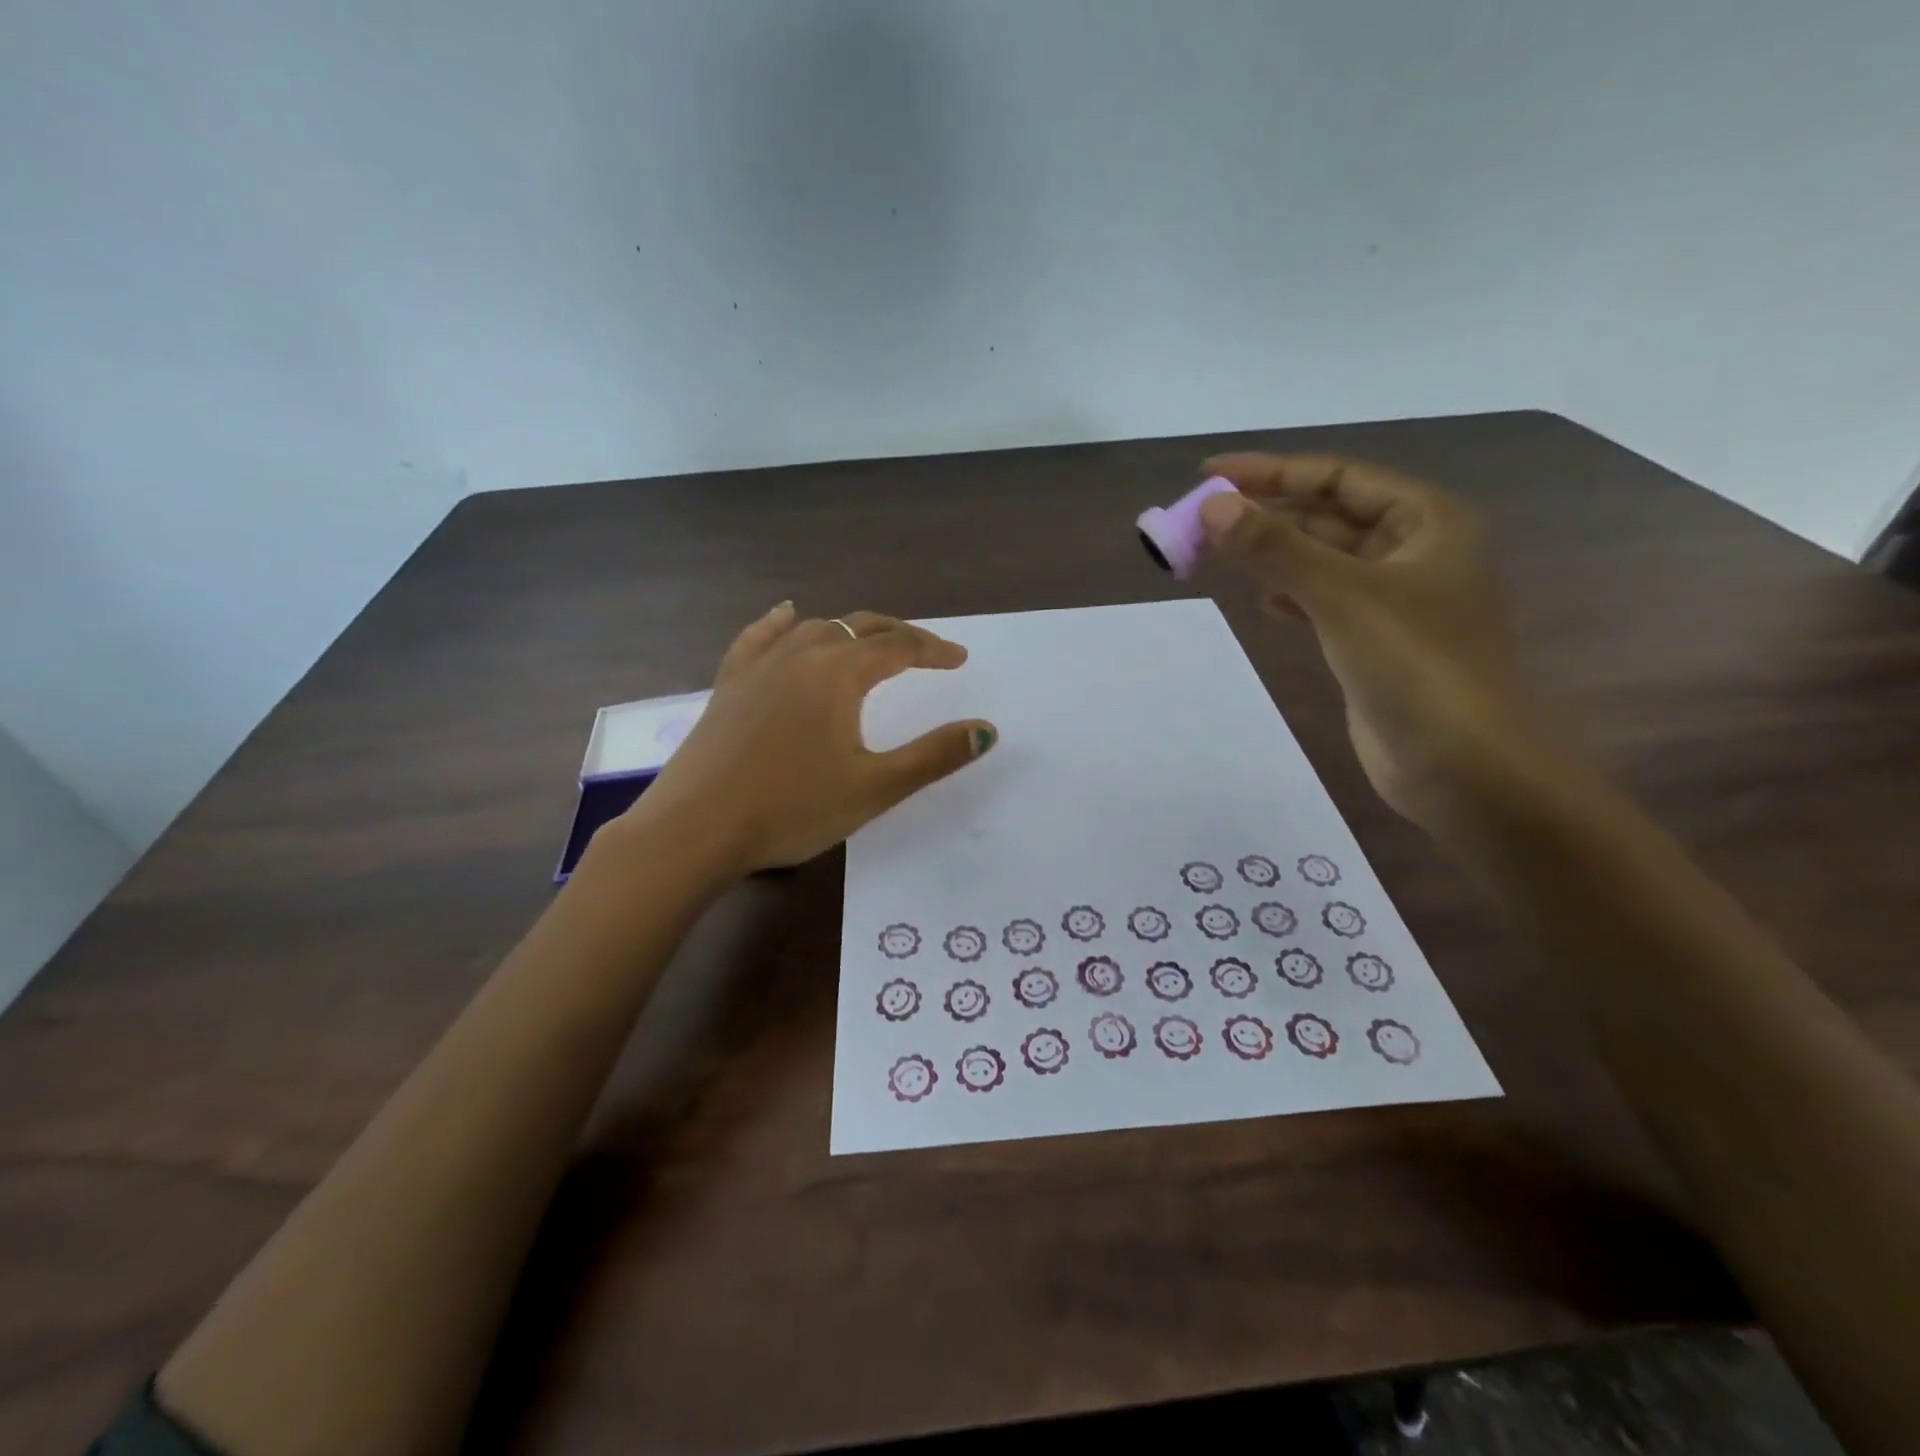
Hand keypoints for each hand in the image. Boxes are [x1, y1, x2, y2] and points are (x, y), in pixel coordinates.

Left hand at [634, 605, 995, 874]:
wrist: (696, 829)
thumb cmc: (792, 809)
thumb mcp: (875, 788)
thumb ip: (933, 756)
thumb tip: (986, 730)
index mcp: (840, 674)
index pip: (899, 647)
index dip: (934, 650)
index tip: (959, 659)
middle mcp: (801, 655)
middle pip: (860, 627)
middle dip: (898, 635)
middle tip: (925, 652)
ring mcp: (759, 666)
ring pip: (814, 629)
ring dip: (850, 631)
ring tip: (870, 644)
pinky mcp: (729, 684)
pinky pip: (759, 638)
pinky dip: (781, 624)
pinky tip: (788, 614)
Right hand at [1199, 453, 1547, 830]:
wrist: (1461, 766)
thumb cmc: (1414, 667)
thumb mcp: (1341, 596)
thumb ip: (1276, 549)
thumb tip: (1213, 507)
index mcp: (1427, 521)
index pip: (1338, 478)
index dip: (1272, 472)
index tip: (1210, 475)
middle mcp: (1415, 551)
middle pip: (1329, 516)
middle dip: (1268, 515)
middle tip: (1203, 519)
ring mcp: (1396, 600)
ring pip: (1324, 560)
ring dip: (1274, 555)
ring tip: (1219, 554)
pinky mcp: (1376, 642)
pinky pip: (1325, 601)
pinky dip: (1292, 596)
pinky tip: (1264, 603)